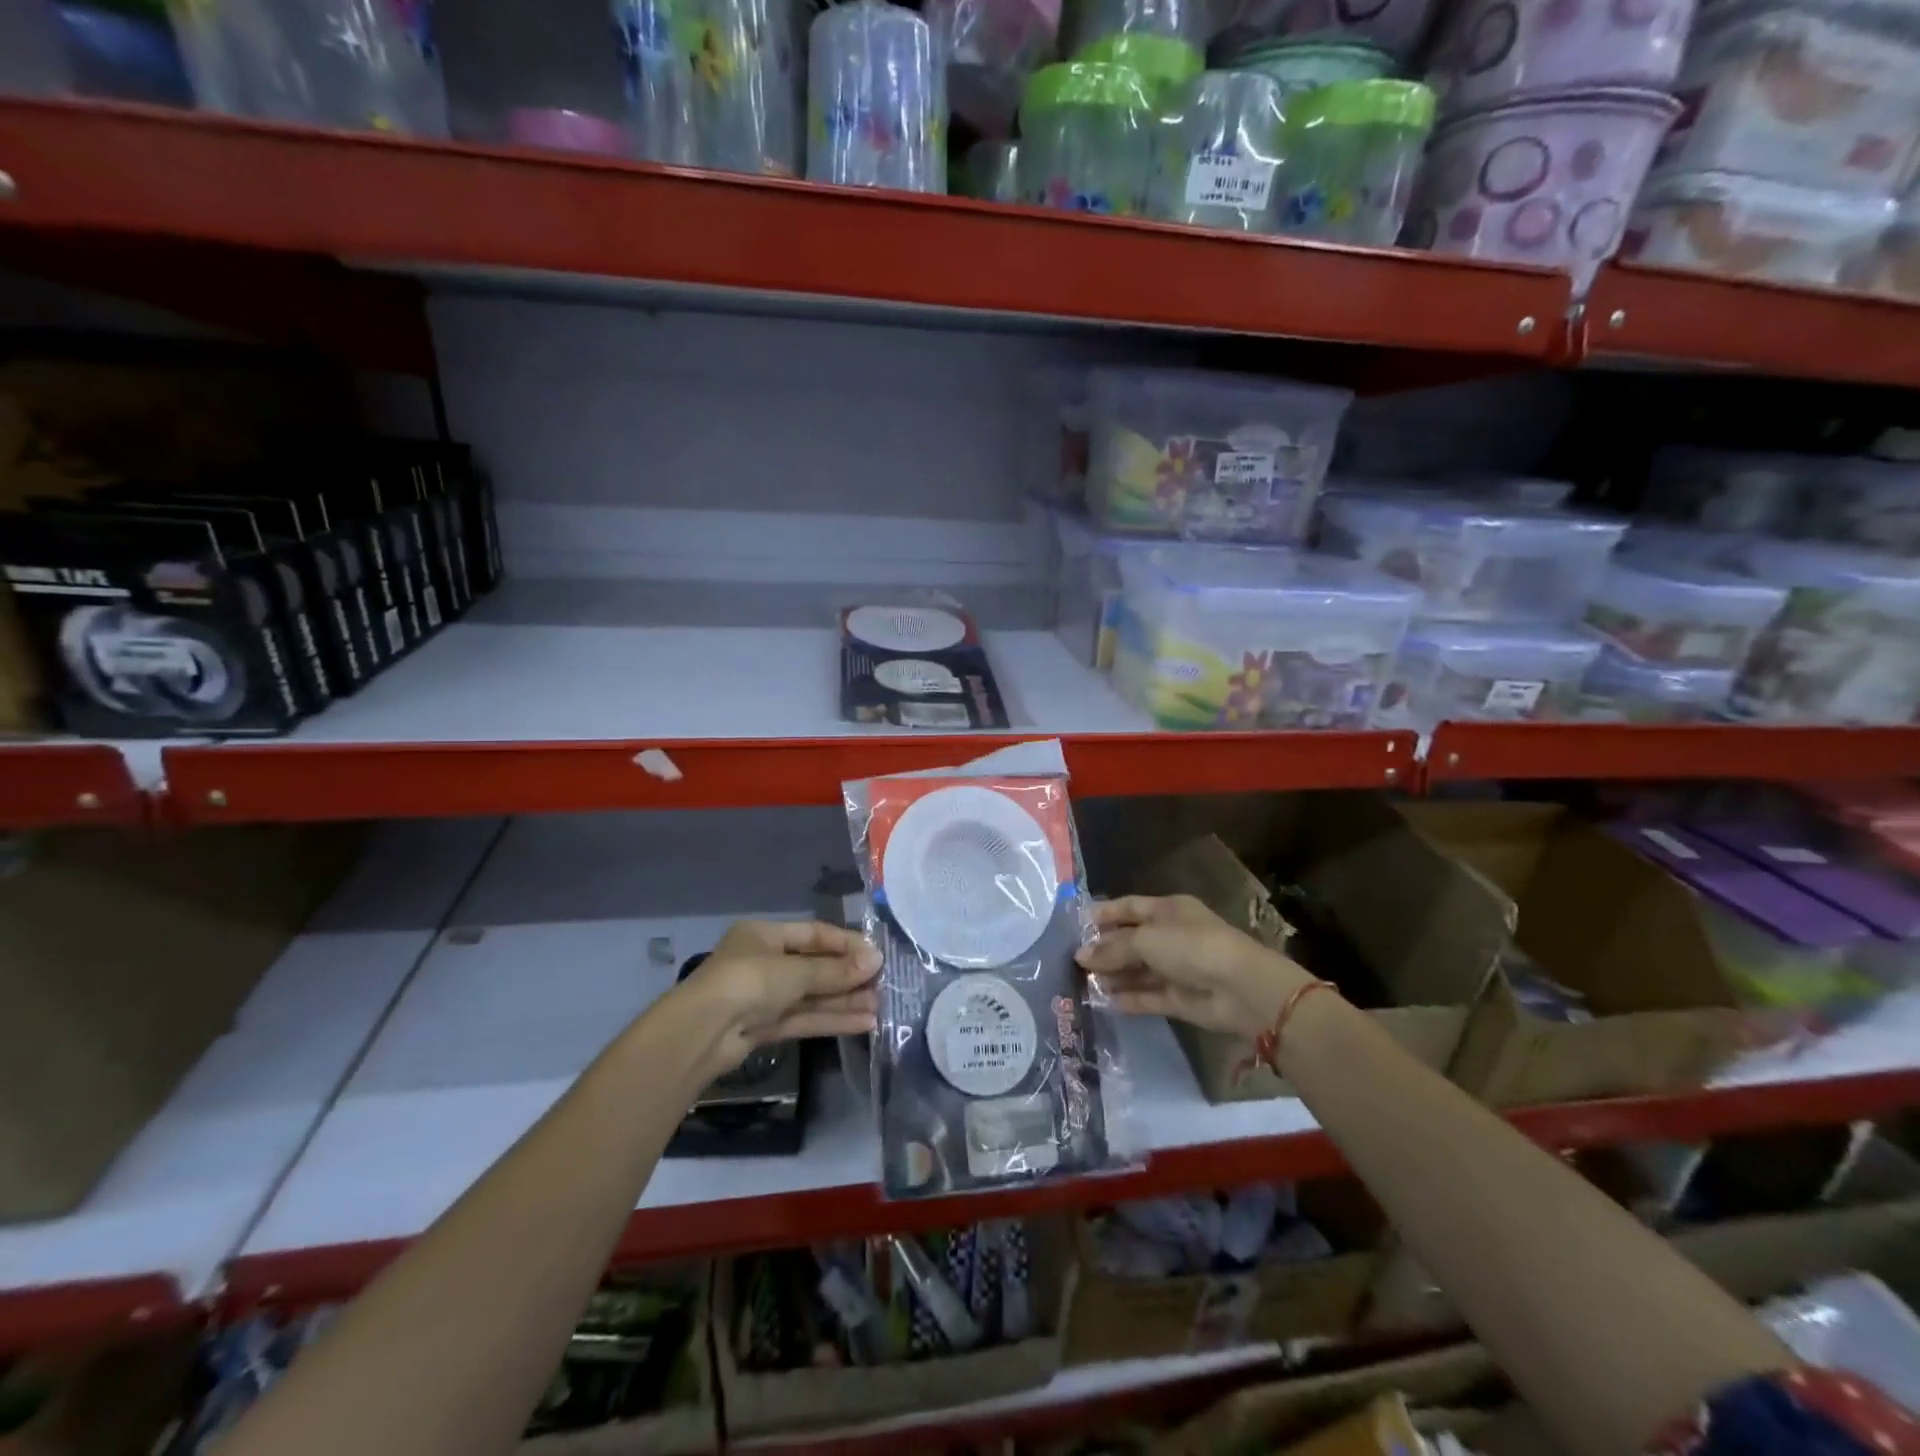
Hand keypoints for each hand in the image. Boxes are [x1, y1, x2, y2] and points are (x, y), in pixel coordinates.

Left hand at [684, 920, 881, 1077]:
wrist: (701, 1033)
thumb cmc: (748, 982)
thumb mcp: (795, 971)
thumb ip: (835, 970)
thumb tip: (876, 960)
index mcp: (764, 935)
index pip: (814, 934)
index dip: (846, 944)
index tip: (876, 955)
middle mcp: (764, 962)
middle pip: (814, 966)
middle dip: (848, 976)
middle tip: (883, 983)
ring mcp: (764, 997)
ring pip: (812, 995)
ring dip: (844, 1000)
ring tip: (880, 1005)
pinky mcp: (765, 1027)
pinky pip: (804, 1018)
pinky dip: (832, 1019)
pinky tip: (863, 1022)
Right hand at [1074, 895, 1311, 1038]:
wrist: (1241, 989)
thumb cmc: (1192, 947)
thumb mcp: (1146, 939)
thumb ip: (1112, 948)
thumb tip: (1080, 955)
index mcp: (1168, 910)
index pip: (1129, 907)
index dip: (1104, 914)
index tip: (1076, 925)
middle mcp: (1172, 936)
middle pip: (1131, 940)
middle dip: (1104, 949)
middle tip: (1072, 960)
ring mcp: (1177, 968)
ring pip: (1138, 970)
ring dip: (1113, 975)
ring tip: (1081, 982)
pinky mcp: (1180, 998)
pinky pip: (1148, 995)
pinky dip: (1128, 998)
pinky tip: (1102, 1001)